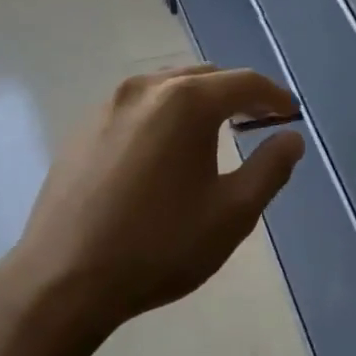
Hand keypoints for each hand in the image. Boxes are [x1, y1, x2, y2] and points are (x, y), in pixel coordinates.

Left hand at [0, 64, 304, 339]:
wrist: (65, 279)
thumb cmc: (161, 246)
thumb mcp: (232, 213)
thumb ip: (269, 169)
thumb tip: (290, 139)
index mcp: (185, 102)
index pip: (244, 82)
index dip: (274, 96)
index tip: (290, 116)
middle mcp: (144, 89)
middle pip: (204, 77)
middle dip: (236, 95)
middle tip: (257, 122)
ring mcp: (106, 107)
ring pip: (166, 89)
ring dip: (198, 103)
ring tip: (214, 135)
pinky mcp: (81, 130)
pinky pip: (136, 109)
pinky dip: (163, 117)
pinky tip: (164, 153)